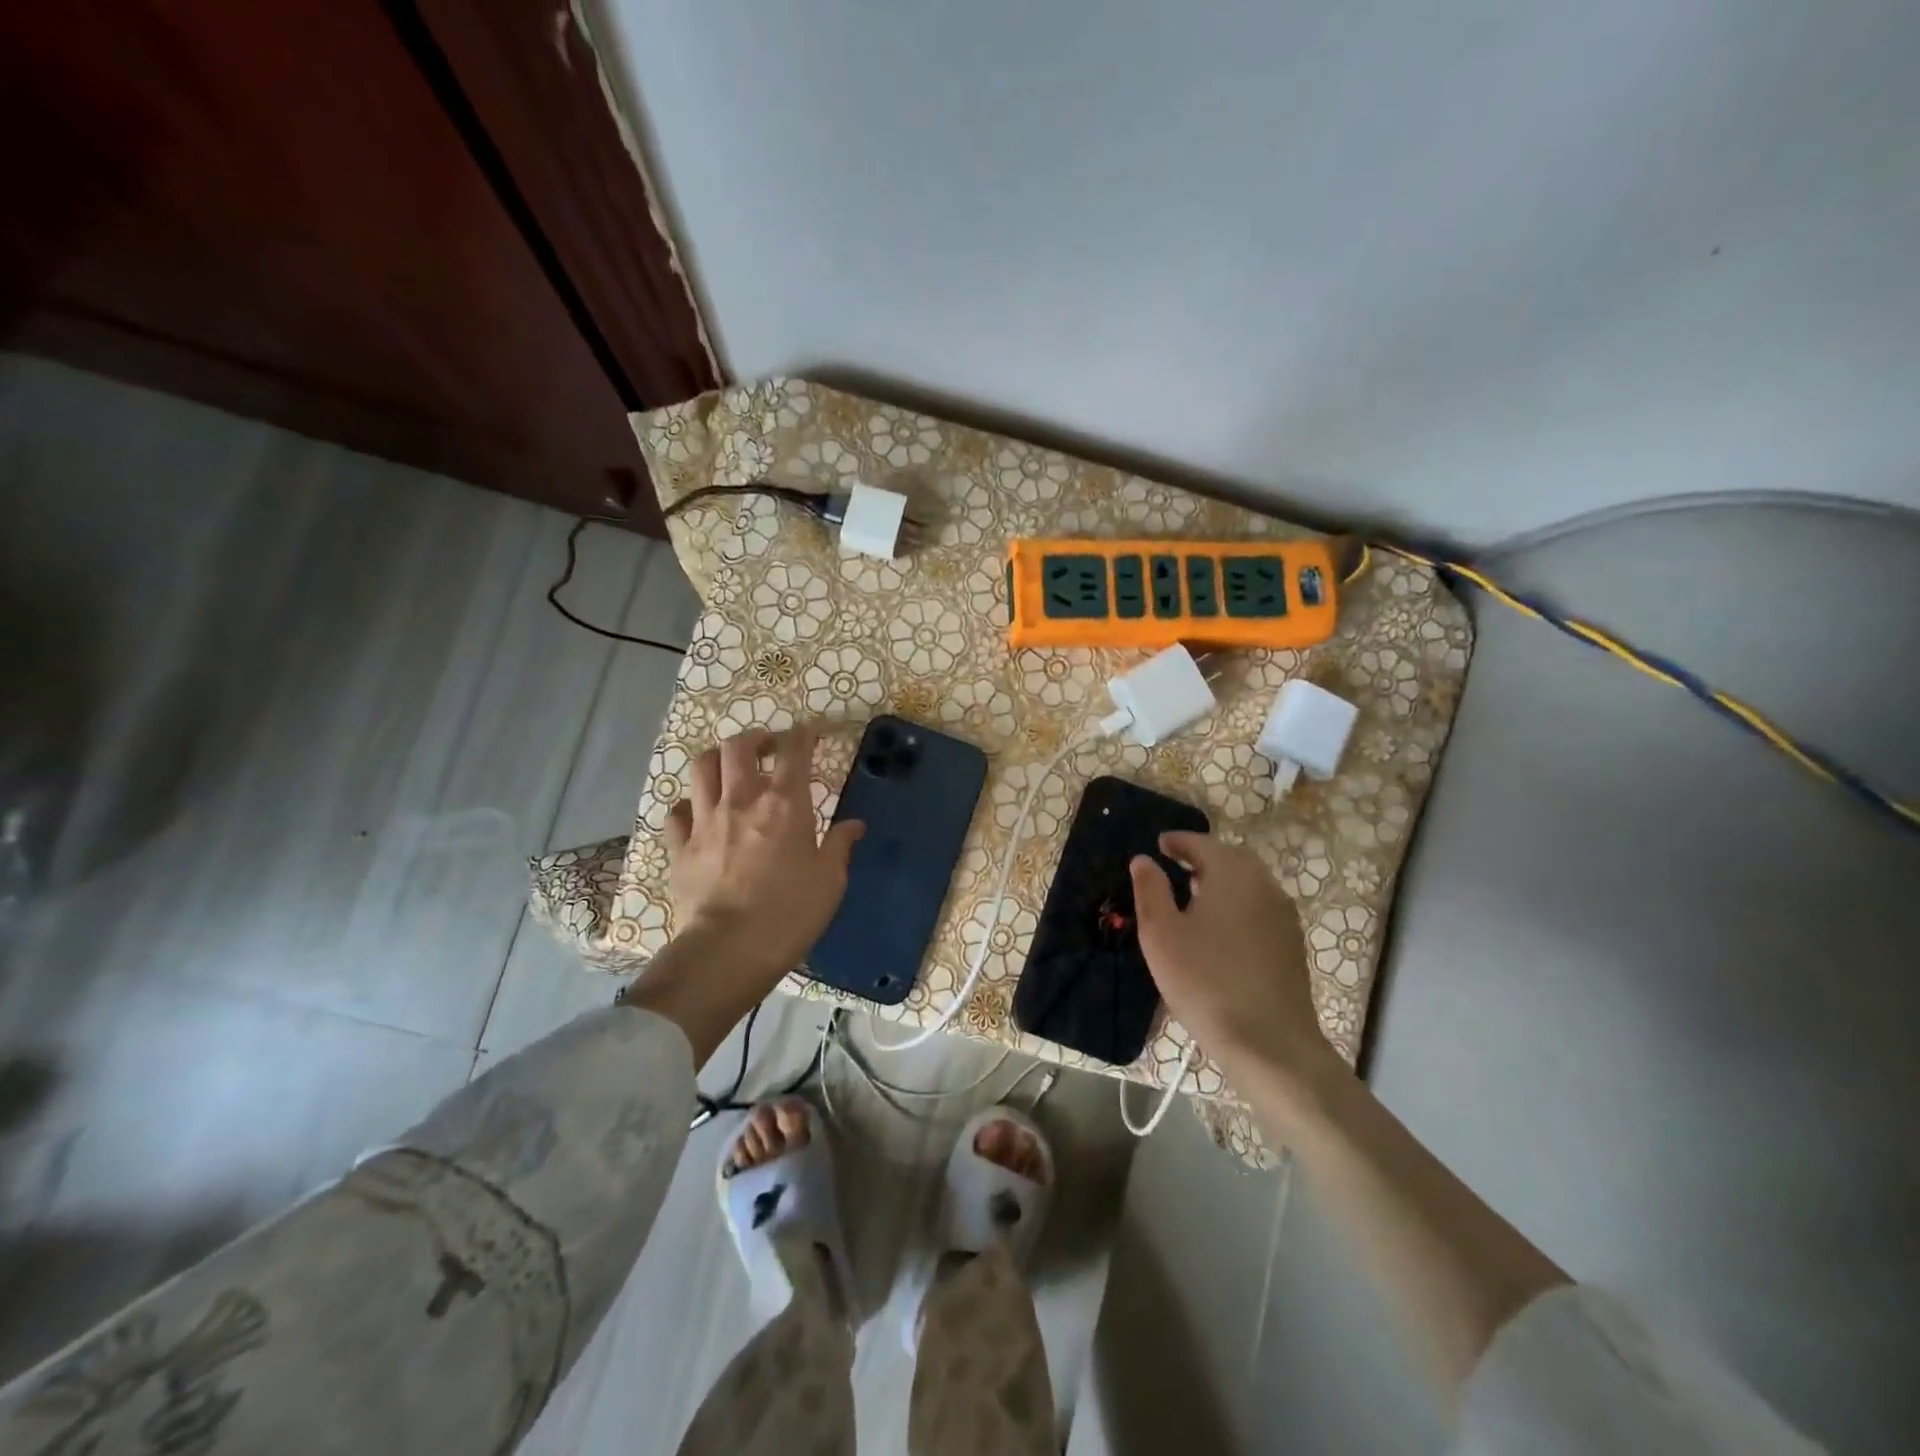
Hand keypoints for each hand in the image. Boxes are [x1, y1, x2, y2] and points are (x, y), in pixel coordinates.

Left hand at [663, 725, 863, 988]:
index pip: (794, 752)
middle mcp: (741, 800)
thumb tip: (854, 825)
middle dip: (755, 739)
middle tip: (767, 748)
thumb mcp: (830, 881)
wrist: (728, 949)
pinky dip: (689, 804)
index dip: (803, 735)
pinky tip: (698, 813)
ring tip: (729, 768)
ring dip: (718, 760)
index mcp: (784, 804)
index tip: (810, 732)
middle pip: (739, 747)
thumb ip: (840, 846)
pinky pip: (677, 811)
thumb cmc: (790, 913)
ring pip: (702, 767)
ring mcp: (705, 820)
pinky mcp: (679, 846)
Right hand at [1130, 832, 1335, 1085]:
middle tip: (1175, 867)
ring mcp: (1283, 916)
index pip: (1202, 844)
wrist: (1269, 1043)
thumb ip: (1150, 890)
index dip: (1178, 842)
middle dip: (1202, 859)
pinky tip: (1220, 929)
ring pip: (1248, 884)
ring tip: (1193, 897)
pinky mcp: (1291, 944)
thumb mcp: (1161, 934)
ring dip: (1221, 882)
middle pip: (1231, 859)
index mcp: (1232, 874)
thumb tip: (1143, 859)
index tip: (1160, 844)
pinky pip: (1259, 908)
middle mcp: (1264, 885)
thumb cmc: (1205, 981)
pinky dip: (1237, 905)